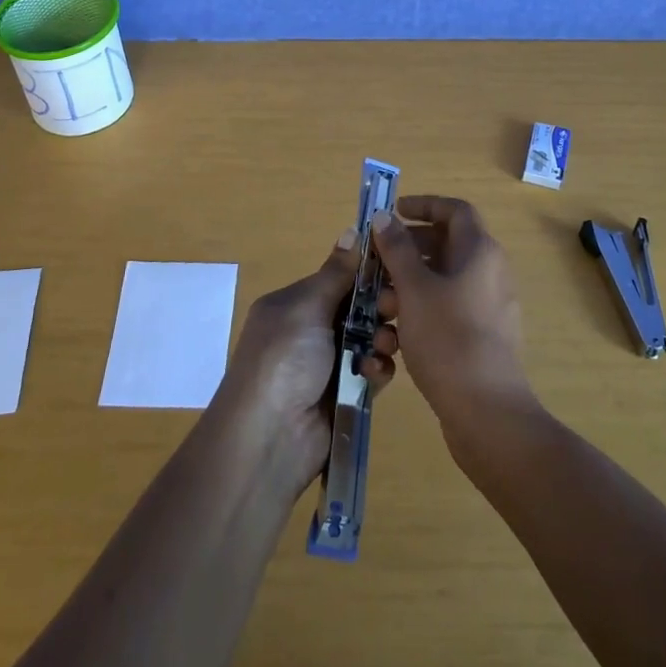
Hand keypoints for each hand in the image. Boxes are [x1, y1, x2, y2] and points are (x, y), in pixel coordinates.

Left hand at [213, 229, 398, 496]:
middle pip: (358, 309)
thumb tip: (352, 229)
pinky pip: (371, 372)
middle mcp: (310, 331)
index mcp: (294, 305)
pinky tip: (372, 374)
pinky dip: (376, 370)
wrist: (269, 437)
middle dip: (381, 307)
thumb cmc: (283, 358)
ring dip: (382, 340)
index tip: (396, 269)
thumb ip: (336, 273)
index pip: (338, 279)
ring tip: (386, 346)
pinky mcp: (345, 395)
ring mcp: (328, 365)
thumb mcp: (305, 307)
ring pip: (370, 340)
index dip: (367, 274)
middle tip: (396, 310)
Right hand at [369, 197, 533, 445]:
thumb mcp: (414, 289)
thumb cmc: (448, 339)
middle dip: (407, 250)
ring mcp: (489, 305)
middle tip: (376, 262)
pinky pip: (449, 308)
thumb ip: (397, 249)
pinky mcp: (483, 335)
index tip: (392, 213)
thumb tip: (384, 216)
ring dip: (409, 284)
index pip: (454, 210)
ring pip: (443, 280)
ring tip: (381, 305)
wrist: (487, 412)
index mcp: (480, 251)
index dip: (423, 205)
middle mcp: (490, 272)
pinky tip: (396, 334)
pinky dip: (422, 310)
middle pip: (446, 244)